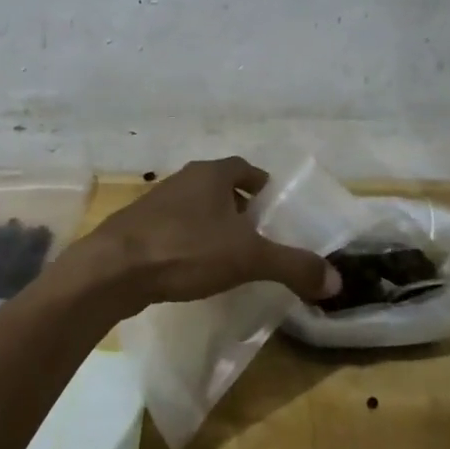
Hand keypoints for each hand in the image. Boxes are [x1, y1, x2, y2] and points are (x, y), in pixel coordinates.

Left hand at [57, 158, 338, 315]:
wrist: (114, 269)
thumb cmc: (186, 250)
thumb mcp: (248, 258)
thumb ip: (293, 266)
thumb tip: (335, 280)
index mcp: (212, 175)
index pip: (244, 168)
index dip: (261, 183)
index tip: (273, 205)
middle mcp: (183, 180)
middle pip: (219, 186)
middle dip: (239, 206)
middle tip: (257, 233)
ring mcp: (156, 202)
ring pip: (194, 207)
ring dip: (212, 224)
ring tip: (228, 253)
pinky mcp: (136, 227)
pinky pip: (173, 228)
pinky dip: (189, 241)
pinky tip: (193, 268)